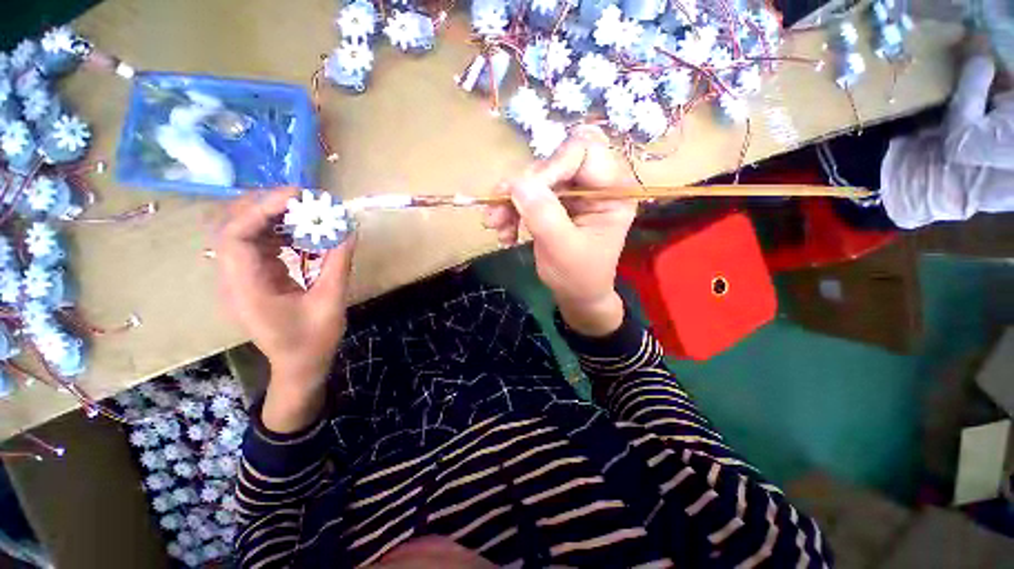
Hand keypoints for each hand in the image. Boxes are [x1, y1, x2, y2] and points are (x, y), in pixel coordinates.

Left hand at [215, 188, 353, 430]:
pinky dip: (279, 230)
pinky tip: (302, 231)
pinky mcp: (253, 276)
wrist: (299, 364)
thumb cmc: (313, 340)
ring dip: (273, 215)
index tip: (298, 197)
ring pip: (243, 230)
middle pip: (233, 226)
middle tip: (305, 200)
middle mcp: (234, 277)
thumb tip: (348, 229)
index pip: (235, 235)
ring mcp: (241, 276)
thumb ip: (338, 263)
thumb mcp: (331, 301)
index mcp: (246, 288)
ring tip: (307, 210)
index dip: (262, 210)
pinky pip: (258, 243)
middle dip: (267, 206)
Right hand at [483, 126, 637, 335]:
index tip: (523, 194)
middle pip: (553, 164)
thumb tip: (516, 182)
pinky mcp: (557, 204)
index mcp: (612, 191)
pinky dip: (512, 212)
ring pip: (535, 180)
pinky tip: (505, 233)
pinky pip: (529, 196)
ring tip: (494, 226)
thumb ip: (542, 214)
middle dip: (521, 189)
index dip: (550, 168)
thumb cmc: (579, 277)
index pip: (583, 152)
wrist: (577, 296)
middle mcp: (594, 185)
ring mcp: (574, 194)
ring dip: (510, 202)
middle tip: (496, 214)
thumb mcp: (562, 248)